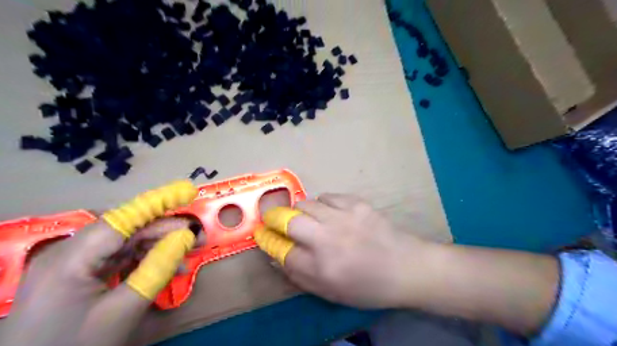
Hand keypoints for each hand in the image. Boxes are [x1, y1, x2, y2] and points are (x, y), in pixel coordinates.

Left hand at [0, 182, 204, 345]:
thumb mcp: (123, 310)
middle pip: (126, 230)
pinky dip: (145, 260)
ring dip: (158, 246)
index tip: (188, 191)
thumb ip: (157, 269)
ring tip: (188, 253)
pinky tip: (167, 267)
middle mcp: (68, 253)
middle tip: (199, 236)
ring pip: (125, 243)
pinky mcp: (79, 275)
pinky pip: (118, 258)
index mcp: (69, 259)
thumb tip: (185, 237)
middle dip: (165, 231)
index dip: (158, 202)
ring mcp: (72, 264)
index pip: (122, 219)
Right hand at [254, 193, 438, 309]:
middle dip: (274, 218)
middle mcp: (328, 240)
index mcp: (321, 268)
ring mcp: (343, 217)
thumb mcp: (330, 291)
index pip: (281, 251)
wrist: (406, 267)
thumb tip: (276, 255)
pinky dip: (322, 204)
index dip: (267, 241)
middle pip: (287, 221)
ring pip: (306, 203)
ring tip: (309, 218)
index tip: (261, 234)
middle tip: (274, 220)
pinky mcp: (356, 203)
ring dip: (300, 211)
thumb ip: (299, 275)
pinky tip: (331, 213)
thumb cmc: (368, 286)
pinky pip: (327, 196)